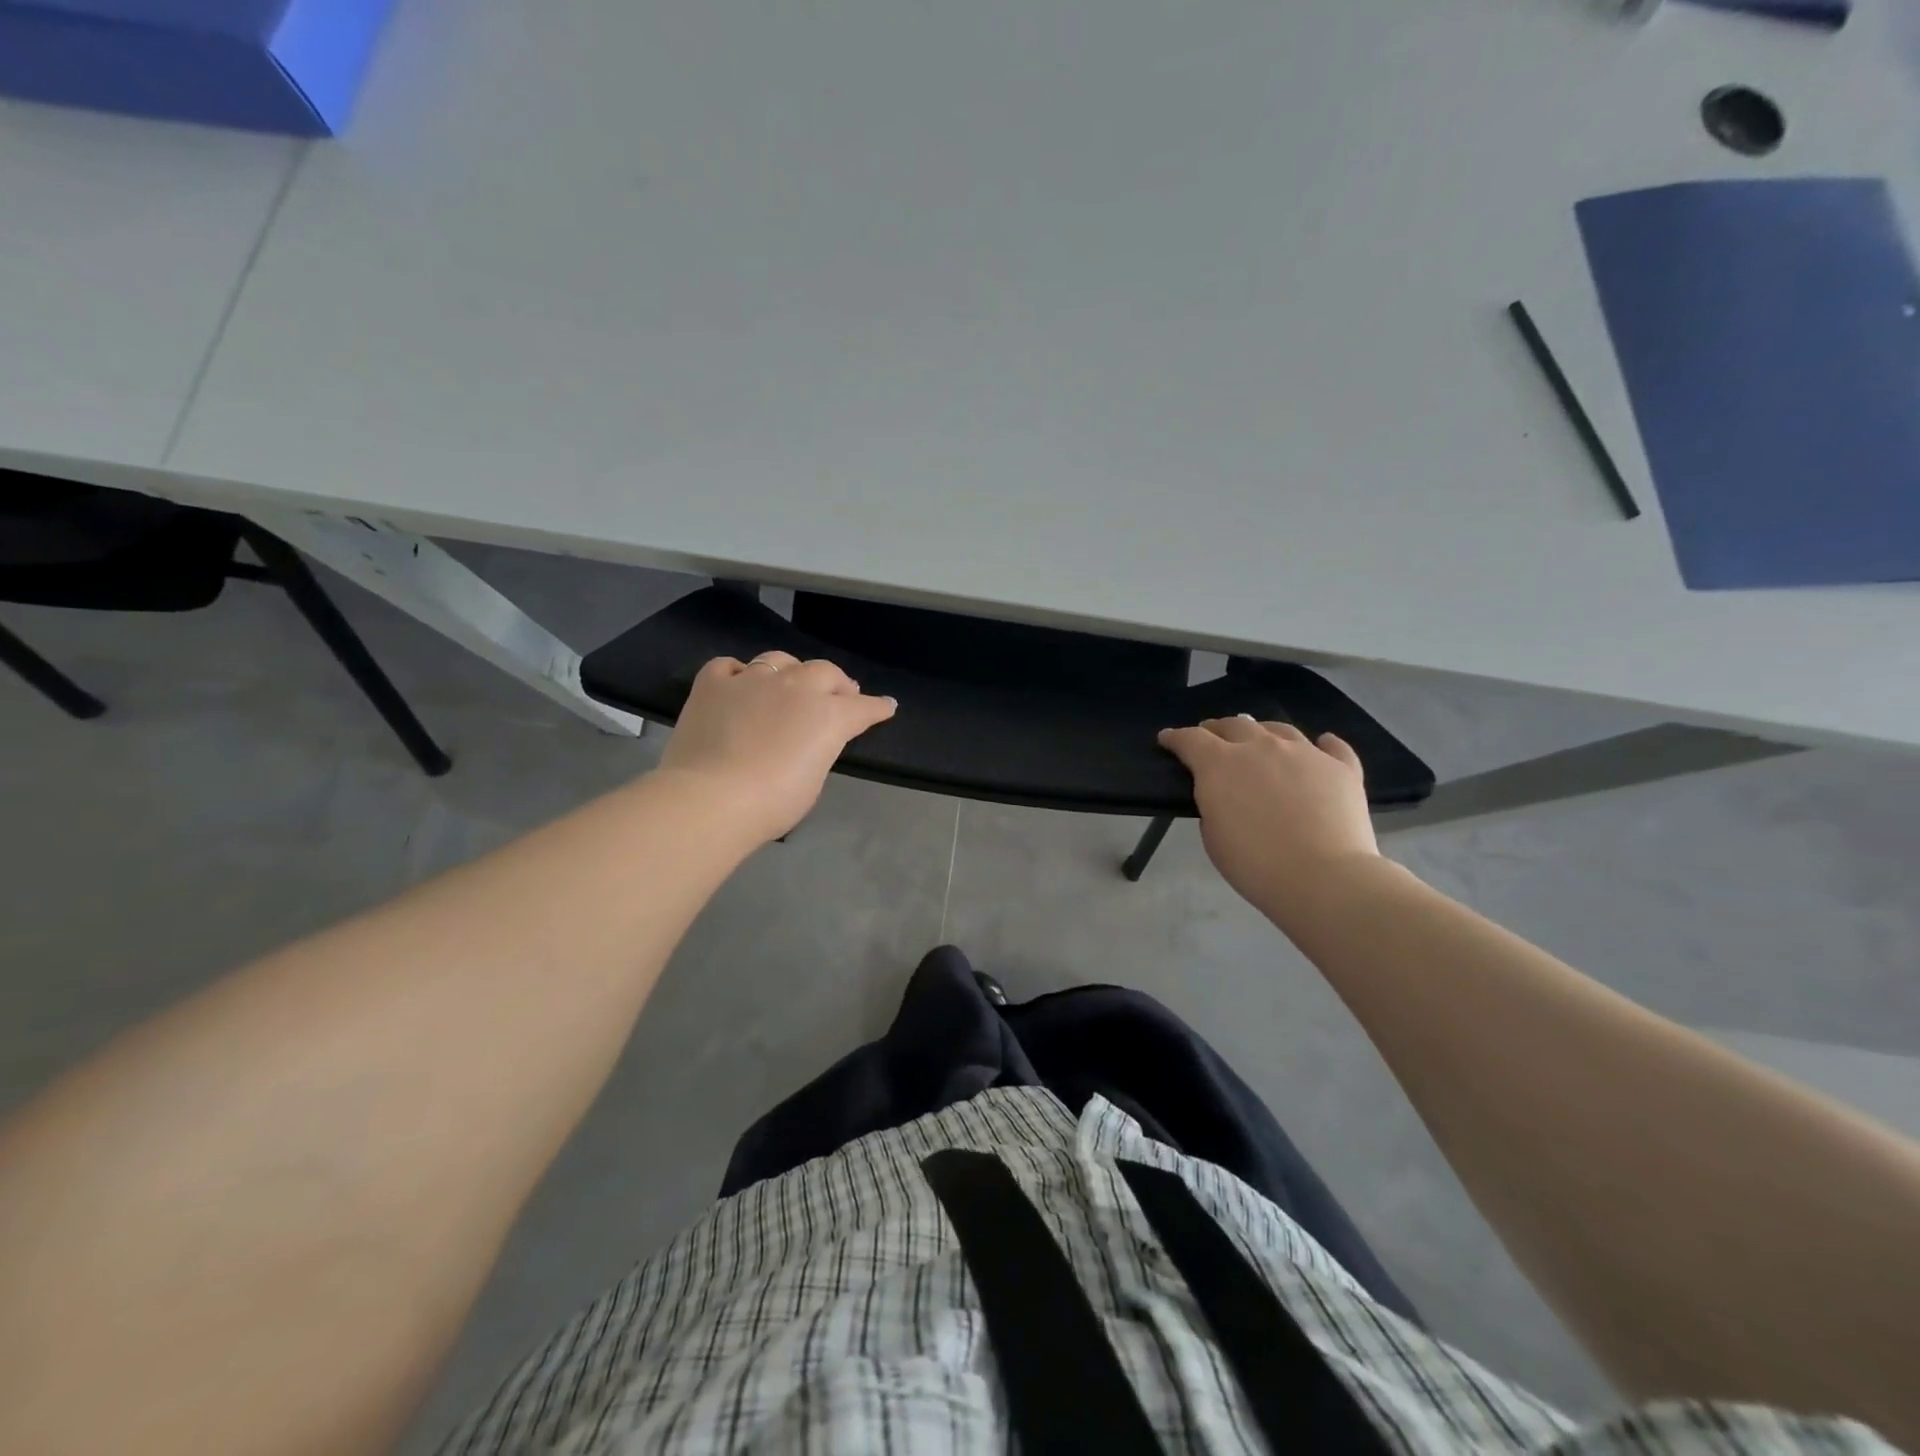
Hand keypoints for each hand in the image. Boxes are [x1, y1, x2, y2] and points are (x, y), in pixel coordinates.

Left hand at [657, 653, 896, 843]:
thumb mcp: (813, 779)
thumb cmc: (773, 802)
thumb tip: (810, 740)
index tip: (886, 706)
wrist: (712, 799)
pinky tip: (738, 684)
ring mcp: (752, 680)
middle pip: (824, 671)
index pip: (863, 706)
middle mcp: (795, 687)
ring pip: (779, 660)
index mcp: (828, 715)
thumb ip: (818, 749)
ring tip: (789, 684)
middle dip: (836, 683)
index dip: (877, 707)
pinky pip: (729, 666)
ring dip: (791, 671)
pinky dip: (738, 673)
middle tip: (838, 695)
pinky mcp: (713, 684)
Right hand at [1157, 717, 1377, 920]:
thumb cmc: (1255, 864)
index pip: (1191, 739)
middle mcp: (1262, 747)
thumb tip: (1225, 793)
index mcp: (1221, 764)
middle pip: (1234, 725)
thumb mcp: (1213, 836)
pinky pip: (1332, 747)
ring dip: (1263, 731)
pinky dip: (1323, 745)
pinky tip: (1321, 745)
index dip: (1175, 738)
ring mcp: (1305, 753)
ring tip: (1260, 738)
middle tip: (1212, 737)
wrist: (1324, 878)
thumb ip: (1214, 804)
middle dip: (1218, 729)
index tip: (1167, 739)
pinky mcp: (1341, 768)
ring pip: (1280, 729)